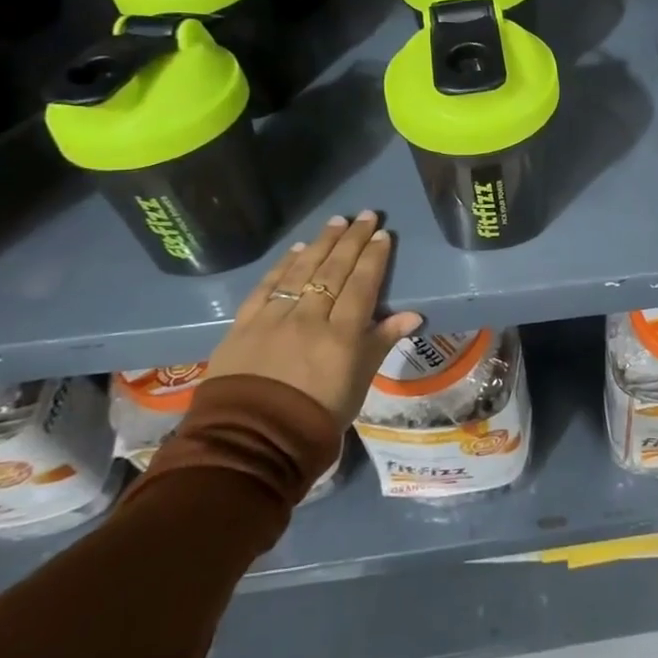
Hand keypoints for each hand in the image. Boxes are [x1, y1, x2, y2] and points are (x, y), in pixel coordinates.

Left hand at [205, 211, 420, 425]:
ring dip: (321, 243)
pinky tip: (297, 250)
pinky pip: (268, 287)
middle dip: (351, 240)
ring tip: (336, 221)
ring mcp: (275, 319)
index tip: (382, 233)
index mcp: (342, 335)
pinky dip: (284, 266)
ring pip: (302, 271)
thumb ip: (381, 342)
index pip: (362, 285)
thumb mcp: (359, 383)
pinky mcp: (244, 325)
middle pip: (334, 270)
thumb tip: (413, 315)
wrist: (252, 443)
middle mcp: (310, 318)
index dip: (373, 257)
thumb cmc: (317, 417)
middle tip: (364, 214)